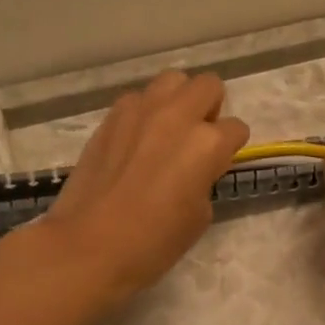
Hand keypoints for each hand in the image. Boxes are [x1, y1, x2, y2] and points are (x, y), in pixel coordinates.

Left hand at [39, 71, 249, 306]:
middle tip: (199, 136)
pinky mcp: (111, 117)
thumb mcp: (200, 215)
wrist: (89, 245)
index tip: (218, 164)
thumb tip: (195, 168)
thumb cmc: (154, 241)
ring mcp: (141, 111)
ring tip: (168, 130)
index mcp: (207, 143)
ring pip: (172, 80)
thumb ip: (205, 178)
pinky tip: (136, 140)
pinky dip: (145, 112)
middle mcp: (178, 116)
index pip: (236, 128)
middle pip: (208, 85)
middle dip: (211, 107)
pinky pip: (138, 99)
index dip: (231, 147)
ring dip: (178, 100)